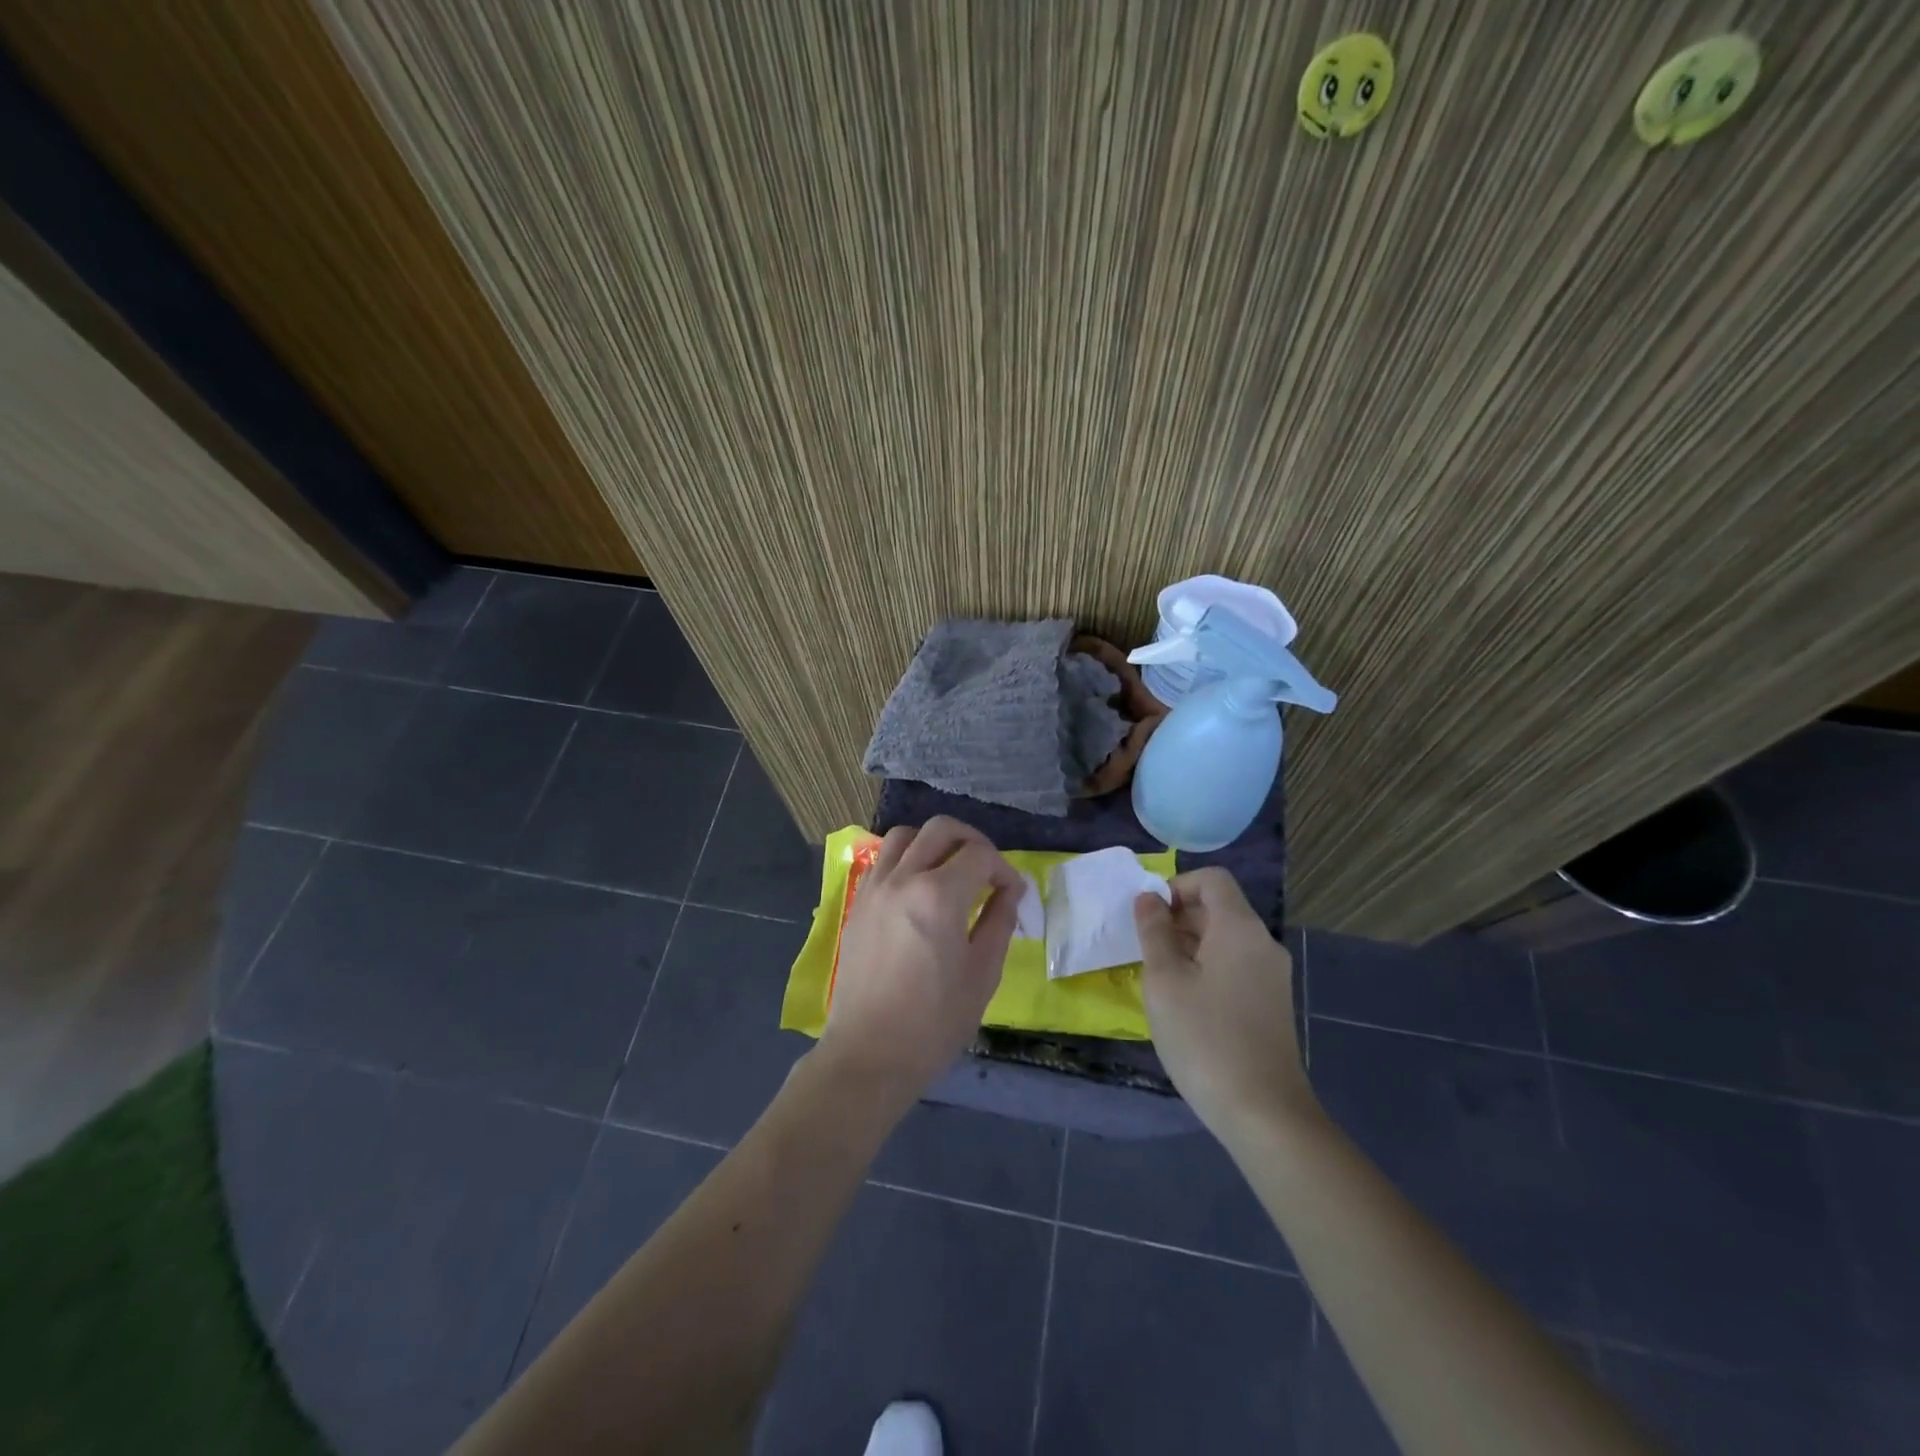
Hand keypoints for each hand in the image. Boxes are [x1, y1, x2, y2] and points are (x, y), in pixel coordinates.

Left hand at [815, 817, 1022, 1107]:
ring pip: (904, 835)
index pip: (979, 854)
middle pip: (940, 829)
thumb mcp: (982, 974)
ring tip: (949, 870)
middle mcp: (902, 879)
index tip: (1012, 893)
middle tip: (986, 868)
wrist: (869, 1055)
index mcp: (938, 896)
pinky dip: (905, 858)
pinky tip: (918, 889)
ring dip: (933, 842)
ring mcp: (874, 888)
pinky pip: (882, 860)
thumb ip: (999, 922)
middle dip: (972, 840)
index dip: (1003, 868)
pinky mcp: (857, 904)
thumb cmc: (934, 1022)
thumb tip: (1010, 891)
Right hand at [1133, 868, 1315, 1138]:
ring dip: (1188, 945)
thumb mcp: (1165, 981)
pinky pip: (1235, 966)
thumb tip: (1148, 898)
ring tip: (1157, 977)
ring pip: (1225, 940)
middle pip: (1219, 908)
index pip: (1212, 880)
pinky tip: (1183, 1002)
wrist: (1264, 1113)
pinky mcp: (1271, 1004)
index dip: (1177, 886)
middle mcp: (1262, 943)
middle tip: (1144, 949)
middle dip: (1177, 918)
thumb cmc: (1205, 1039)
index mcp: (1240, 929)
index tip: (1149, 916)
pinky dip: (1206, 968)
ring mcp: (1271, 976)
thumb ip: (1153, 932)